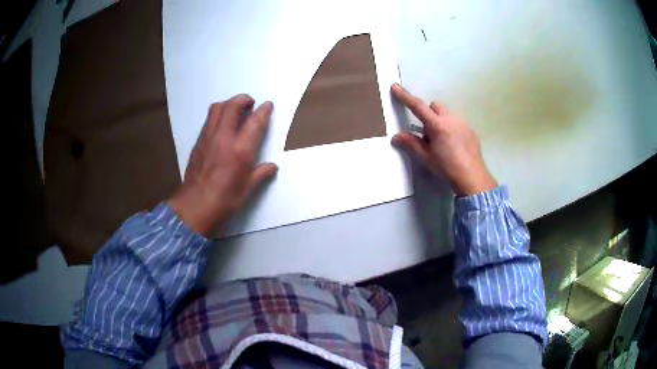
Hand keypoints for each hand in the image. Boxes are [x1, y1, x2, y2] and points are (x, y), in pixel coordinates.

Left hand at [169, 94, 277, 235]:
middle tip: (250, 103)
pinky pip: (209, 120)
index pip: (255, 121)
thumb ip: (261, 173)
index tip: (268, 105)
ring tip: (235, 111)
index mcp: (240, 149)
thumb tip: (272, 167)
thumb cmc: (225, 200)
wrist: (195, 206)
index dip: (264, 110)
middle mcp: (224, 137)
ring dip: (228, 104)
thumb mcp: (247, 188)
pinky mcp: (198, 142)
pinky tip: (222, 127)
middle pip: (232, 105)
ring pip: (217, 108)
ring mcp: (208, 137)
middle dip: (243, 99)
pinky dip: (218, 116)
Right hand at [391, 83, 496, 195]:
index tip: (396, 86)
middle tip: (427, 133)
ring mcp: (462, 122)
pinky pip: (456, 121)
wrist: (472, 176)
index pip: (417, 106)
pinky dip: (451, 127)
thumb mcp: (426, 157)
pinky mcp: (470, 129)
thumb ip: (411, 144)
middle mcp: (450, 118)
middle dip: (428, 113)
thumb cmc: (447, 167)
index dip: (405, 96)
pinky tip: (453, 144)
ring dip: (440, 120)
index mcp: (437, 125)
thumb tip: (396, 136)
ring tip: (442, 140)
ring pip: (446, 113)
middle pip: (434, 106)